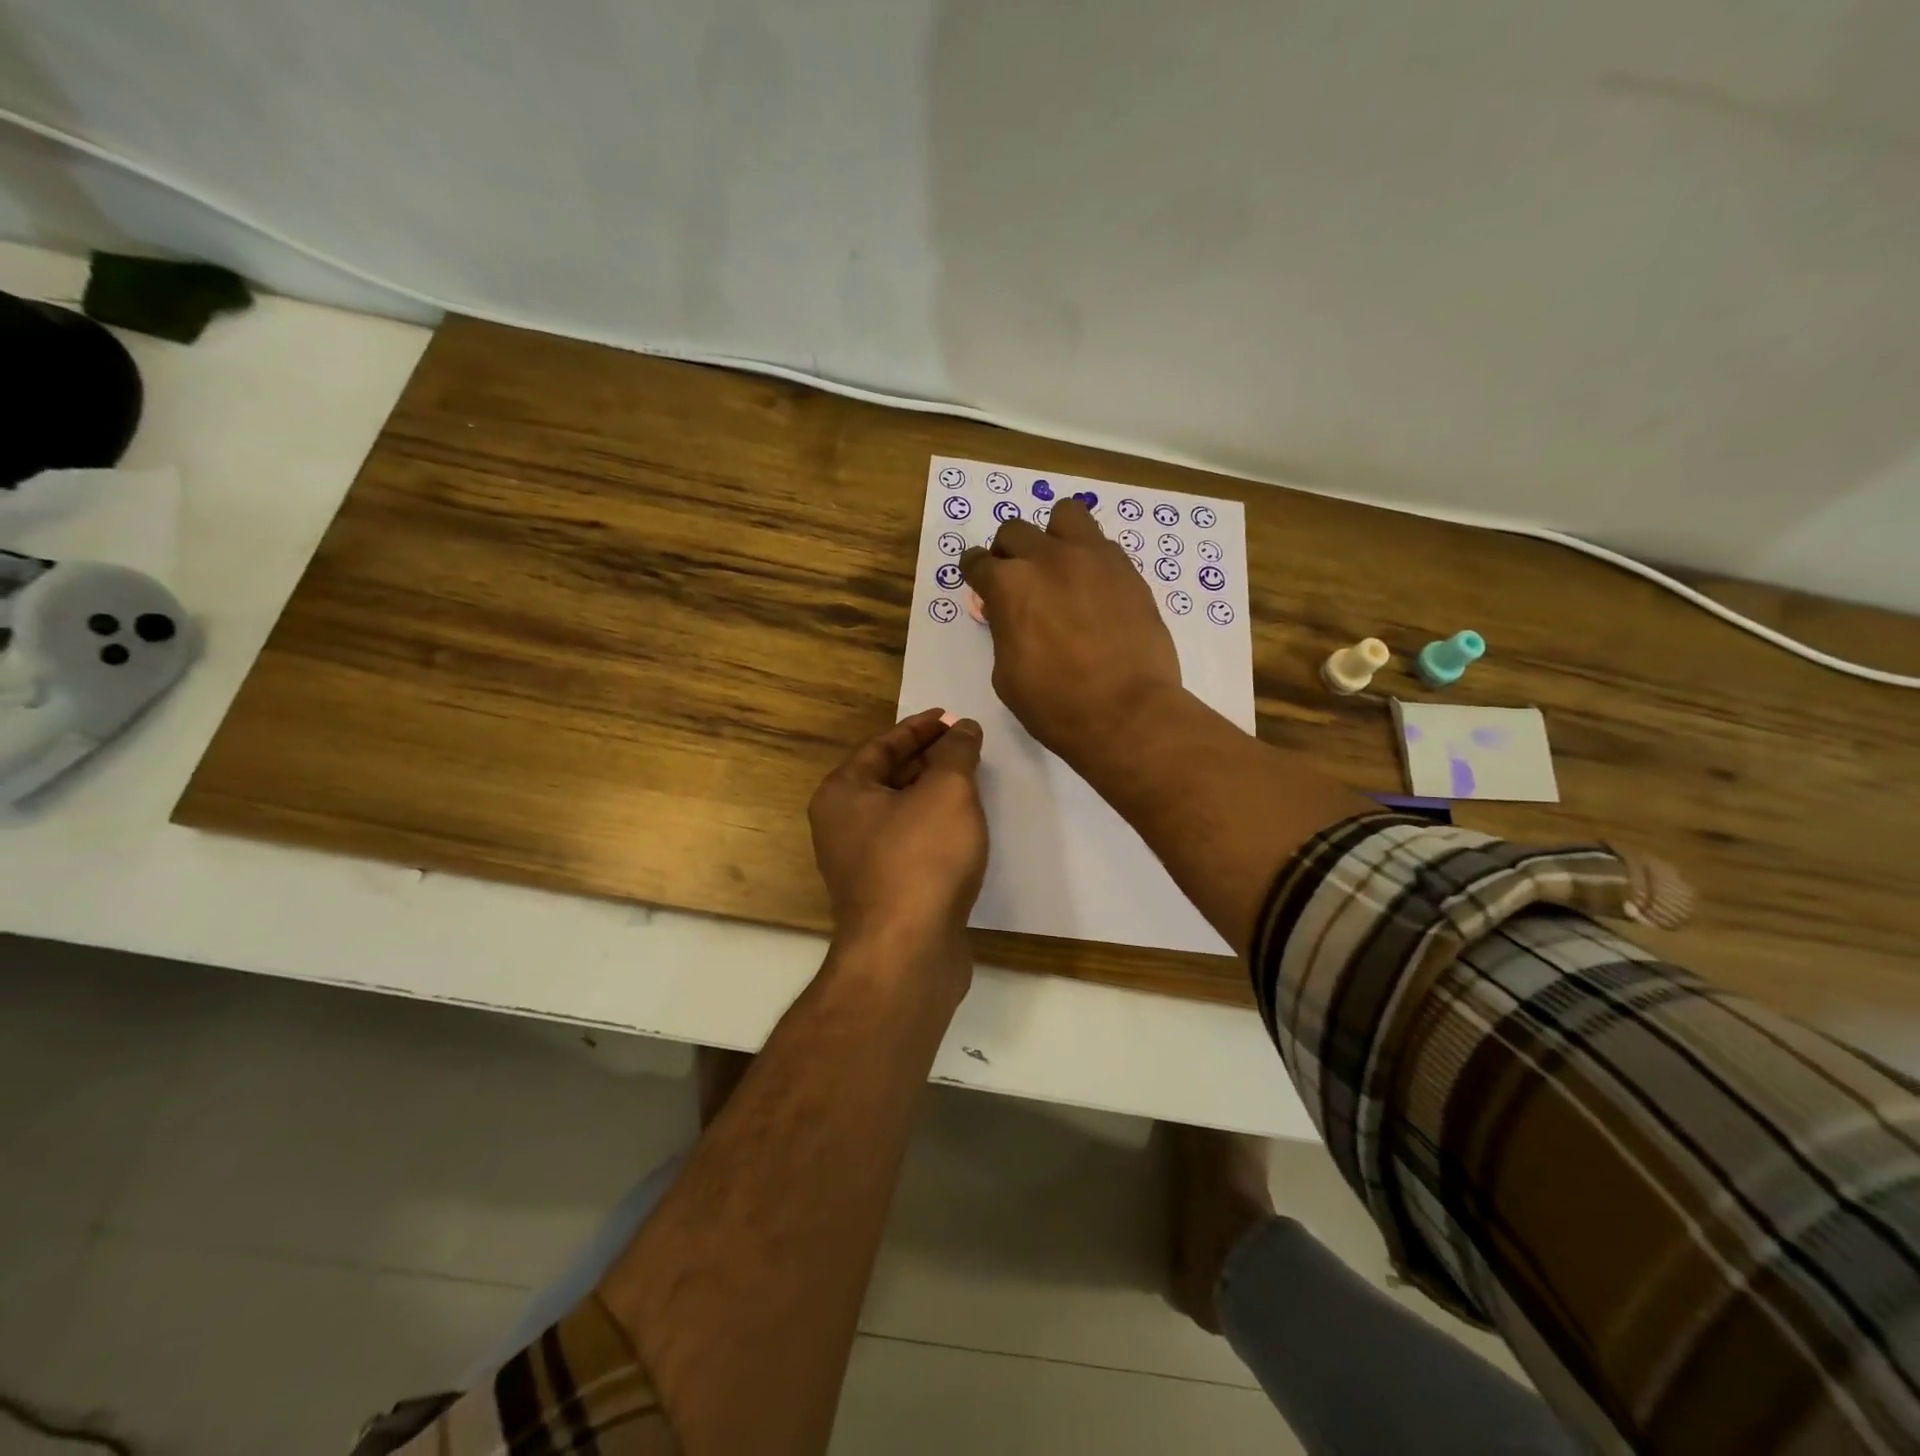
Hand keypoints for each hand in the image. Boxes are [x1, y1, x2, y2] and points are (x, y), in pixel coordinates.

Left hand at [808, 709, 987, 978]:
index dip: (918, 727)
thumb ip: (956, 752)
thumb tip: (963, 728)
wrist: (908, 952)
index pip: (881, 745)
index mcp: (843, 793)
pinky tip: (965, 827)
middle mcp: (842, 825)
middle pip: (888, 777)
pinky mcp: (886, 893)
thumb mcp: (947, 790)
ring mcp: (862, 863)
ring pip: (901, 813)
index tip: (949, 717)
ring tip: (972, 778)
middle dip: (928, 758)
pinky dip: (935, 827)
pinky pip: (911, 844)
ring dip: (934, 793)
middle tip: (966, 744)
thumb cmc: (921, 858)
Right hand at [960, 499, 1182, 765]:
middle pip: (1014, 531)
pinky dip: (1089, 557)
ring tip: (1060, 565)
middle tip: (1018, 580)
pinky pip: (1101, 543)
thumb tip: (1011, 615)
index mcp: (1009, 586)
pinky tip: (1094, 588)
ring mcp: (1092, 558)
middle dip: (1008, 553)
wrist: (1127, 713)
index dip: (975, 572)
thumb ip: (1004, 631)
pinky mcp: (1127, 569)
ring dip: (1053, 535)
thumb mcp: (1007, 674)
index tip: (979, 581)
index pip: (978, 562)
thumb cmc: (1056, 705)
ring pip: (1065, 514)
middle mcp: (1047, 559)